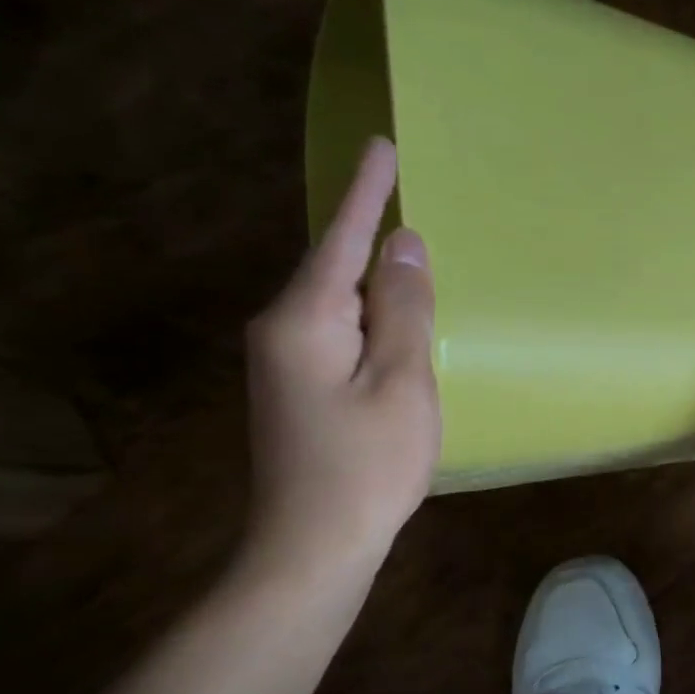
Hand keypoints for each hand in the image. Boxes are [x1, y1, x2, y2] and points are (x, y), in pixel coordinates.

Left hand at [245, 137, 439, 568]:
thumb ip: (405, 310)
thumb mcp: (403, 383)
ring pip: (339, 303)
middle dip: (372, 237)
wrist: (312, 549)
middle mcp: (282, 329)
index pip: (341, 239)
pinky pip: (340, 332)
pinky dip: (371, 318)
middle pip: (336, 267)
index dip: (367, 192)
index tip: (382, 144)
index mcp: (305, 320)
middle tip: (410, 201)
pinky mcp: (296, 387)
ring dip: (376, 283)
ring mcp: (284, 362)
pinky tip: (394, 324)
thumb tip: (404, 246)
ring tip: (413, 261)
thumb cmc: (368, 466)